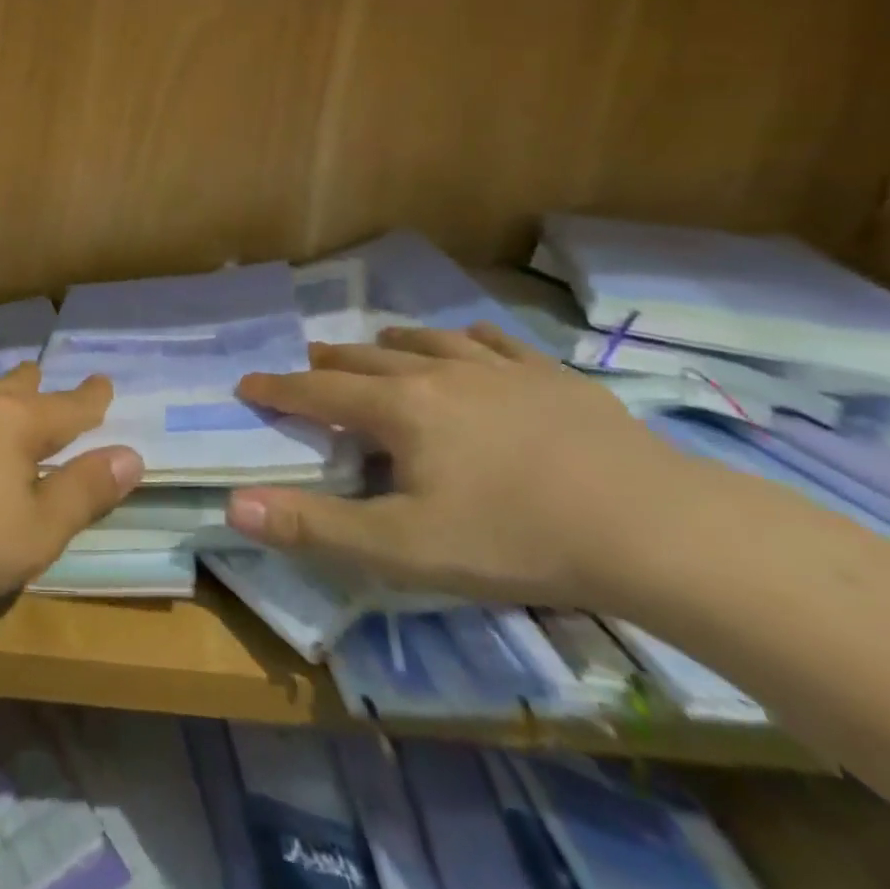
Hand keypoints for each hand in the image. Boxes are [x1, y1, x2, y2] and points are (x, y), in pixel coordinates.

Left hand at [0, 363, 142, 611]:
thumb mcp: (37, 532)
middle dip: (40, 387)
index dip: (91, 397)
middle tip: (49, 386)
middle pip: (19, 385)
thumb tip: (130, 455)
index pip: (68, 406)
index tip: (103, 383)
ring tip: (1, 396)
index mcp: (18, 422)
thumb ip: (85, 492)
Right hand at [226, 325, 704, 608]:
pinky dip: (466, 340)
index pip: (317, 393)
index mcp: (398, 410)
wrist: (656, 528)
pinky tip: (468, 342)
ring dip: (390, 344)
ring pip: (426, 342)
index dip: (277, 390)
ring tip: (377, 347)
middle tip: (307, 366)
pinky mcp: (551, 376)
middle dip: (327, 363)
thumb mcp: (403, 548)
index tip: (246, 383)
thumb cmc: (516, 539)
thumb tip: (233, 503)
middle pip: (365, 359)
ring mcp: (499, 369)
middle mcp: (438, 374)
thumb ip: (314, 526)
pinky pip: (496, 342)